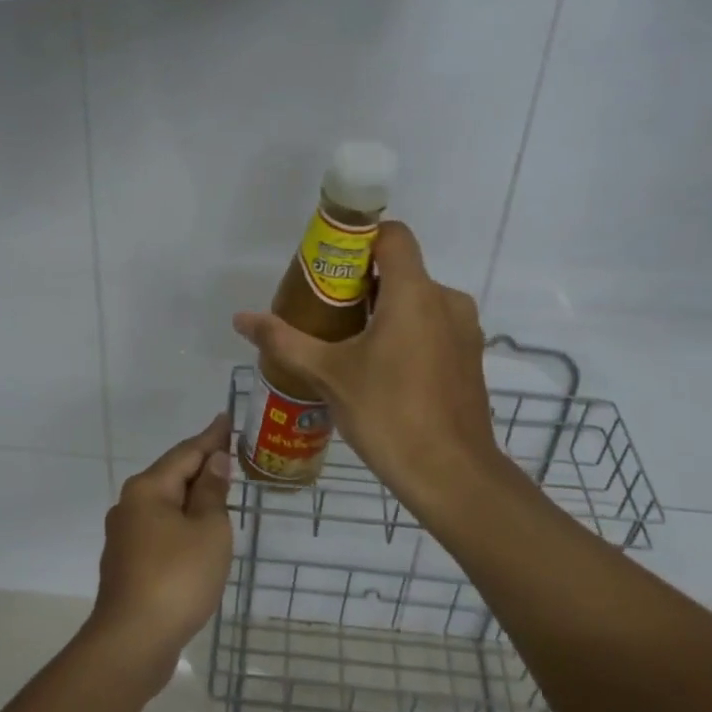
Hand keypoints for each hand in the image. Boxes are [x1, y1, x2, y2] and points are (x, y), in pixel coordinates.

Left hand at [84, 414, 233, 696]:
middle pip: (172, 475)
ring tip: (220, 489)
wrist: (132, 642)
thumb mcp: (208, 530)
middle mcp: (130, 505)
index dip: (211, 437)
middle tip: (231, 453)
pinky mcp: (128, 563)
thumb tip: (214, 461)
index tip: (226, 418)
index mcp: (148, 489)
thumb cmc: (177, 578)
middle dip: (201, 465)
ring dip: (192, 496)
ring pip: (165, 504)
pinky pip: (161, 529)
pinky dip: (183, 522)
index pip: (186, 452)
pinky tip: (198, 532)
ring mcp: (125, 535)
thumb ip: (211, 492)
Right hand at [232, 221, 506, 516]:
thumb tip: (242, 318)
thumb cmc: (388, 413)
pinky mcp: (469, 358)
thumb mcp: (328, 374)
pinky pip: (433, 327)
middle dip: (362, 283)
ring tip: (348, 344)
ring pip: (418, 301)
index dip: (360, 239)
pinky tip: (381, 371)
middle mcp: (446, 301)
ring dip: (384, 311)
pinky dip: (407, 333)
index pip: (393, 235)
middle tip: (326, 311)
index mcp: (415, 293)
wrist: (451, 475)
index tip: (329, 266)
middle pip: (401, 270)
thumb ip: (284, 340)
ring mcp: (464, 331)